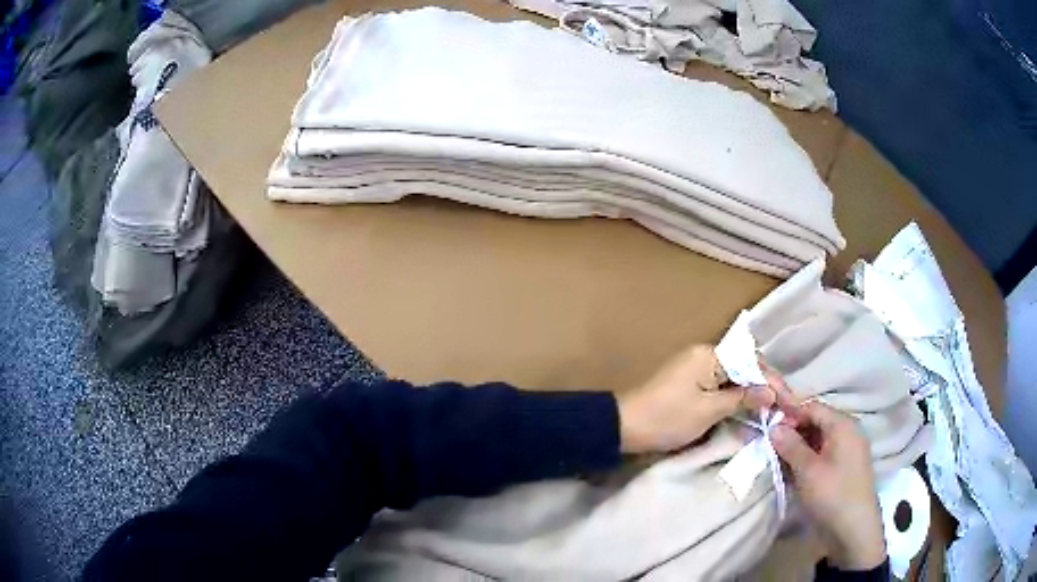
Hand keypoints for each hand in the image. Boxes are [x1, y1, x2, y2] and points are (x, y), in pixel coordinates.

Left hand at [618, 344, 774, 453]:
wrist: (624, 427)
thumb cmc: (667, 418)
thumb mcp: (709, 410)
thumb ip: (742, 398)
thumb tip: (771, 392)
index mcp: (710, 355)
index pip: (753, 363)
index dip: (774, 383)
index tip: (791, 403)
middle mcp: (705, 355)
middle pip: (746, 367)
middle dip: (767, 387)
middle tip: (787, 407)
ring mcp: (697, 368)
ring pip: (735, 378)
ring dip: (754, 393)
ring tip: (775, 410)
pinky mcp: (691, 383)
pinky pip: (722, 386)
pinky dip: (737, 397)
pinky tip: (750, 409)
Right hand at [770, 398, 886, 570]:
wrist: (853, 529)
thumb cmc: (832, 494)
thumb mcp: (807, 470)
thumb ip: (790, 446)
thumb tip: (774, 426)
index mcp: (843, 425)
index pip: (813, 407)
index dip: (790, 414)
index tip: (767, 428)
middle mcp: (848, 431)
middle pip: (817, 421)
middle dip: (793, 432)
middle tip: (770, 446)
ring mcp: (848, 450)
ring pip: (819, 440)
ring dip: (798, 448)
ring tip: (779, 461)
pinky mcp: (845, 467)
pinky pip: (824, 454)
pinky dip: (808, 459)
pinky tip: (794, 472)